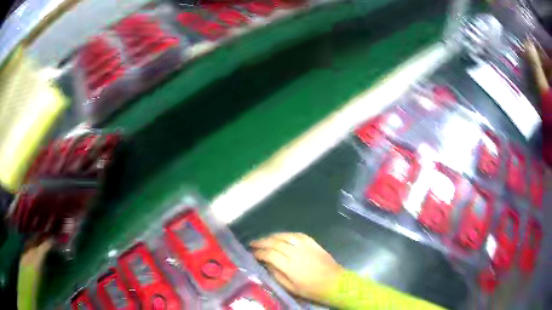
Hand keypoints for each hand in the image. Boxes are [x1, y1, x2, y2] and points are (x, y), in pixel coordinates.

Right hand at [250, 233, 344, 303]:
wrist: (335, 283)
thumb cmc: (312, 289)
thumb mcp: (291, 288)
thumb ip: (277, 275)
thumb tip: (266, 264)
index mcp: (290, 266)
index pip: (269, 255)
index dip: (258, 253)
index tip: (252, 253)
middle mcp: (296, 253)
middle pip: (275, 243)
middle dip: (262, 242)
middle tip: (253, 243)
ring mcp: (305, 246)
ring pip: (285, 236)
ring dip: (272, 236)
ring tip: (264, 239)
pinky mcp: (313, 243)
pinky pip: (297, 235)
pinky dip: (287, 234)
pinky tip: (282, 236)